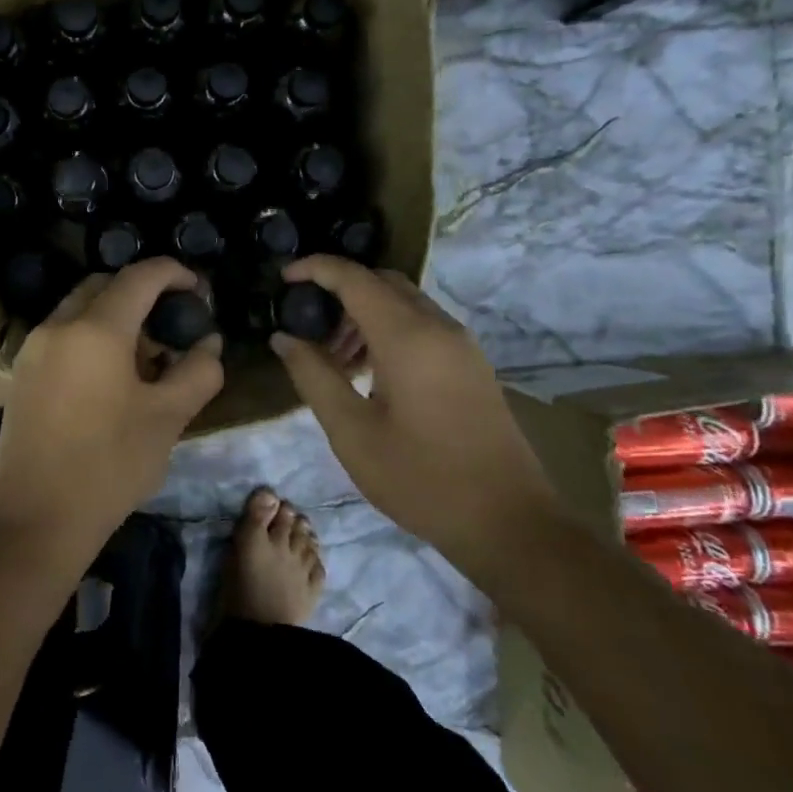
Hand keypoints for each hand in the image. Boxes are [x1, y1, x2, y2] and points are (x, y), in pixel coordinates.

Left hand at [0, 259, 224, 561]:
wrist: (35, 519)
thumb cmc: (109, 465)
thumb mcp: (167, 418)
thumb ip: (197, 372)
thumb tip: (209, 343)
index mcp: (95, 329)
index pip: (139, 277)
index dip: (173, 273)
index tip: (197, 289)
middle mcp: (58, 326)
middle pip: (104, 285)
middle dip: (140, 291)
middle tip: (171, 322)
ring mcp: (33, 348)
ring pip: (79, 309)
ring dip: (113, 315)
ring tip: (144, 354)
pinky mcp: (21, 373)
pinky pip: (61, 335)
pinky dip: (90, 336)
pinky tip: (110, 376)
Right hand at [268, 256, 559, 588]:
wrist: (508, 522)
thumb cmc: (420, 478)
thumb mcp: (352, 432)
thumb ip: (313, 376)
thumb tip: (283, 338)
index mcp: (407, 337)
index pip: (354, 278)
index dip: (315, 269)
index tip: (283, 279)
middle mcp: (438, 327)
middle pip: (382, 282)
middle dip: (340, 292)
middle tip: (308, 327)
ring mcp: (461, 344)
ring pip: (404, 303)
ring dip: (364, 314)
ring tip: (335, 359)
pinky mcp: (471, 364)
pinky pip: (422, 325)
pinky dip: (388, 330)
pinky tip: (370, 374)